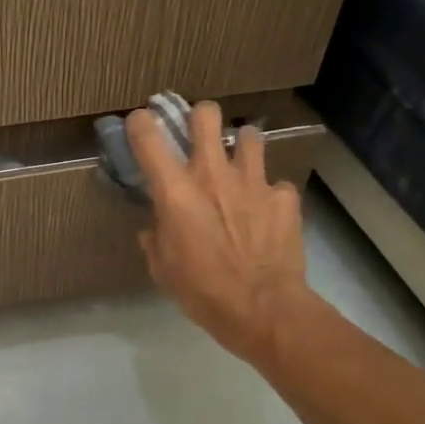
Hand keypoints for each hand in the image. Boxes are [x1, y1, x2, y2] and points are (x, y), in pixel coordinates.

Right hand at [127, 102, 310, 366]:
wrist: (264, 309)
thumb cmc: (203, 291)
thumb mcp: (162, 268)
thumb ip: (156, 237)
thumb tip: (156, 227)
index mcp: (175, 190)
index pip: (147, 134)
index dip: (140, 124)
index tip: (140, 128)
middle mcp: (213, 173)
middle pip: (206, 114)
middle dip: (199, 117)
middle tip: (198, 136)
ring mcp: (253, 181)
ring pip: (249, 135)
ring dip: (241, 146)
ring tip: (239, 166)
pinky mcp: (284, 198)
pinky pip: (276, 185)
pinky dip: (269, 195)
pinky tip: (266, 213)